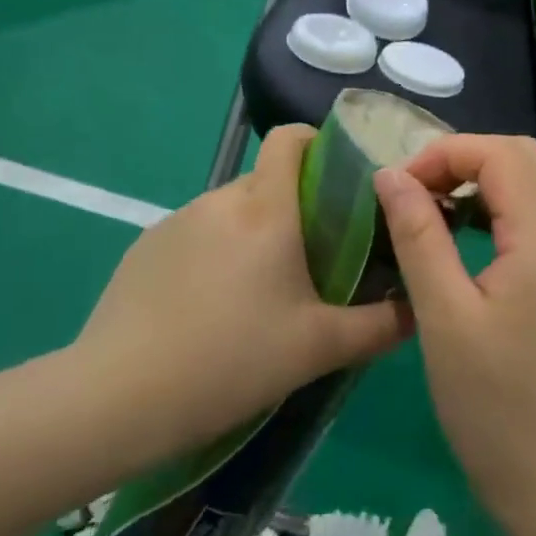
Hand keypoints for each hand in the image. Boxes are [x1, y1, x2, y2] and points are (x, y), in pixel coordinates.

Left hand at [69, 125, 413, 466]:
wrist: (118, 396)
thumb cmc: (231, 360)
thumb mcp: (318, 349)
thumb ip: (379, 326)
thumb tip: (416, 309)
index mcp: (266, 209)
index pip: (291, 138)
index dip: (318, 145)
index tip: (339, 185)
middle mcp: (221, 200)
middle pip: (267, 180)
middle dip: (294, 207)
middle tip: (310, 261)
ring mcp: (176, 221)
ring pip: (231, 210)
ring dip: (253, 234)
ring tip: (258, 294)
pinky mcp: (145, 247)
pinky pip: (196, 234)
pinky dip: (214, 253)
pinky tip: (208, 310)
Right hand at [373, 135, 535, 530]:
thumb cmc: (493, 406)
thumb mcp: (443, 317)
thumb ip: (417, 235)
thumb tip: (390, 175)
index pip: (502, 154)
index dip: (445, 154)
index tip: (399, 187)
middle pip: (524, 156)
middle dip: (464, 158)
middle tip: (414, 192)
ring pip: (535, 181)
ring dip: (482, 178)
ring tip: (432, 207)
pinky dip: (500, 205)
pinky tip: (465, 233)